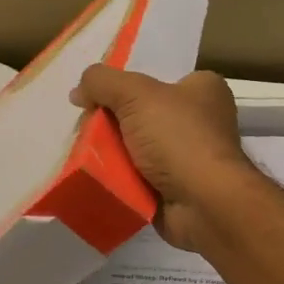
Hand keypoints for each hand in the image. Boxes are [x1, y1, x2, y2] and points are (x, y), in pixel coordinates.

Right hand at [70, 65, 258, 251]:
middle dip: (110, 123)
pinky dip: (119, 179)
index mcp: (202, 89)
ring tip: (84, 156)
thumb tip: (78, 91)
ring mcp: (188, 157)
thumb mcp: (136, 94)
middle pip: (139, 114)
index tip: (94, 100)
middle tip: (86, 131)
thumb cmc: (178, 138)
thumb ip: (102, 81)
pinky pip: (138, 177)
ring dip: (110, 153)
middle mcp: (199, 120)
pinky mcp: (176, 187)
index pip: (155, 80)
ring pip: (135, 148)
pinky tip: (98, 178)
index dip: (122, 87)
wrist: (204, 203)